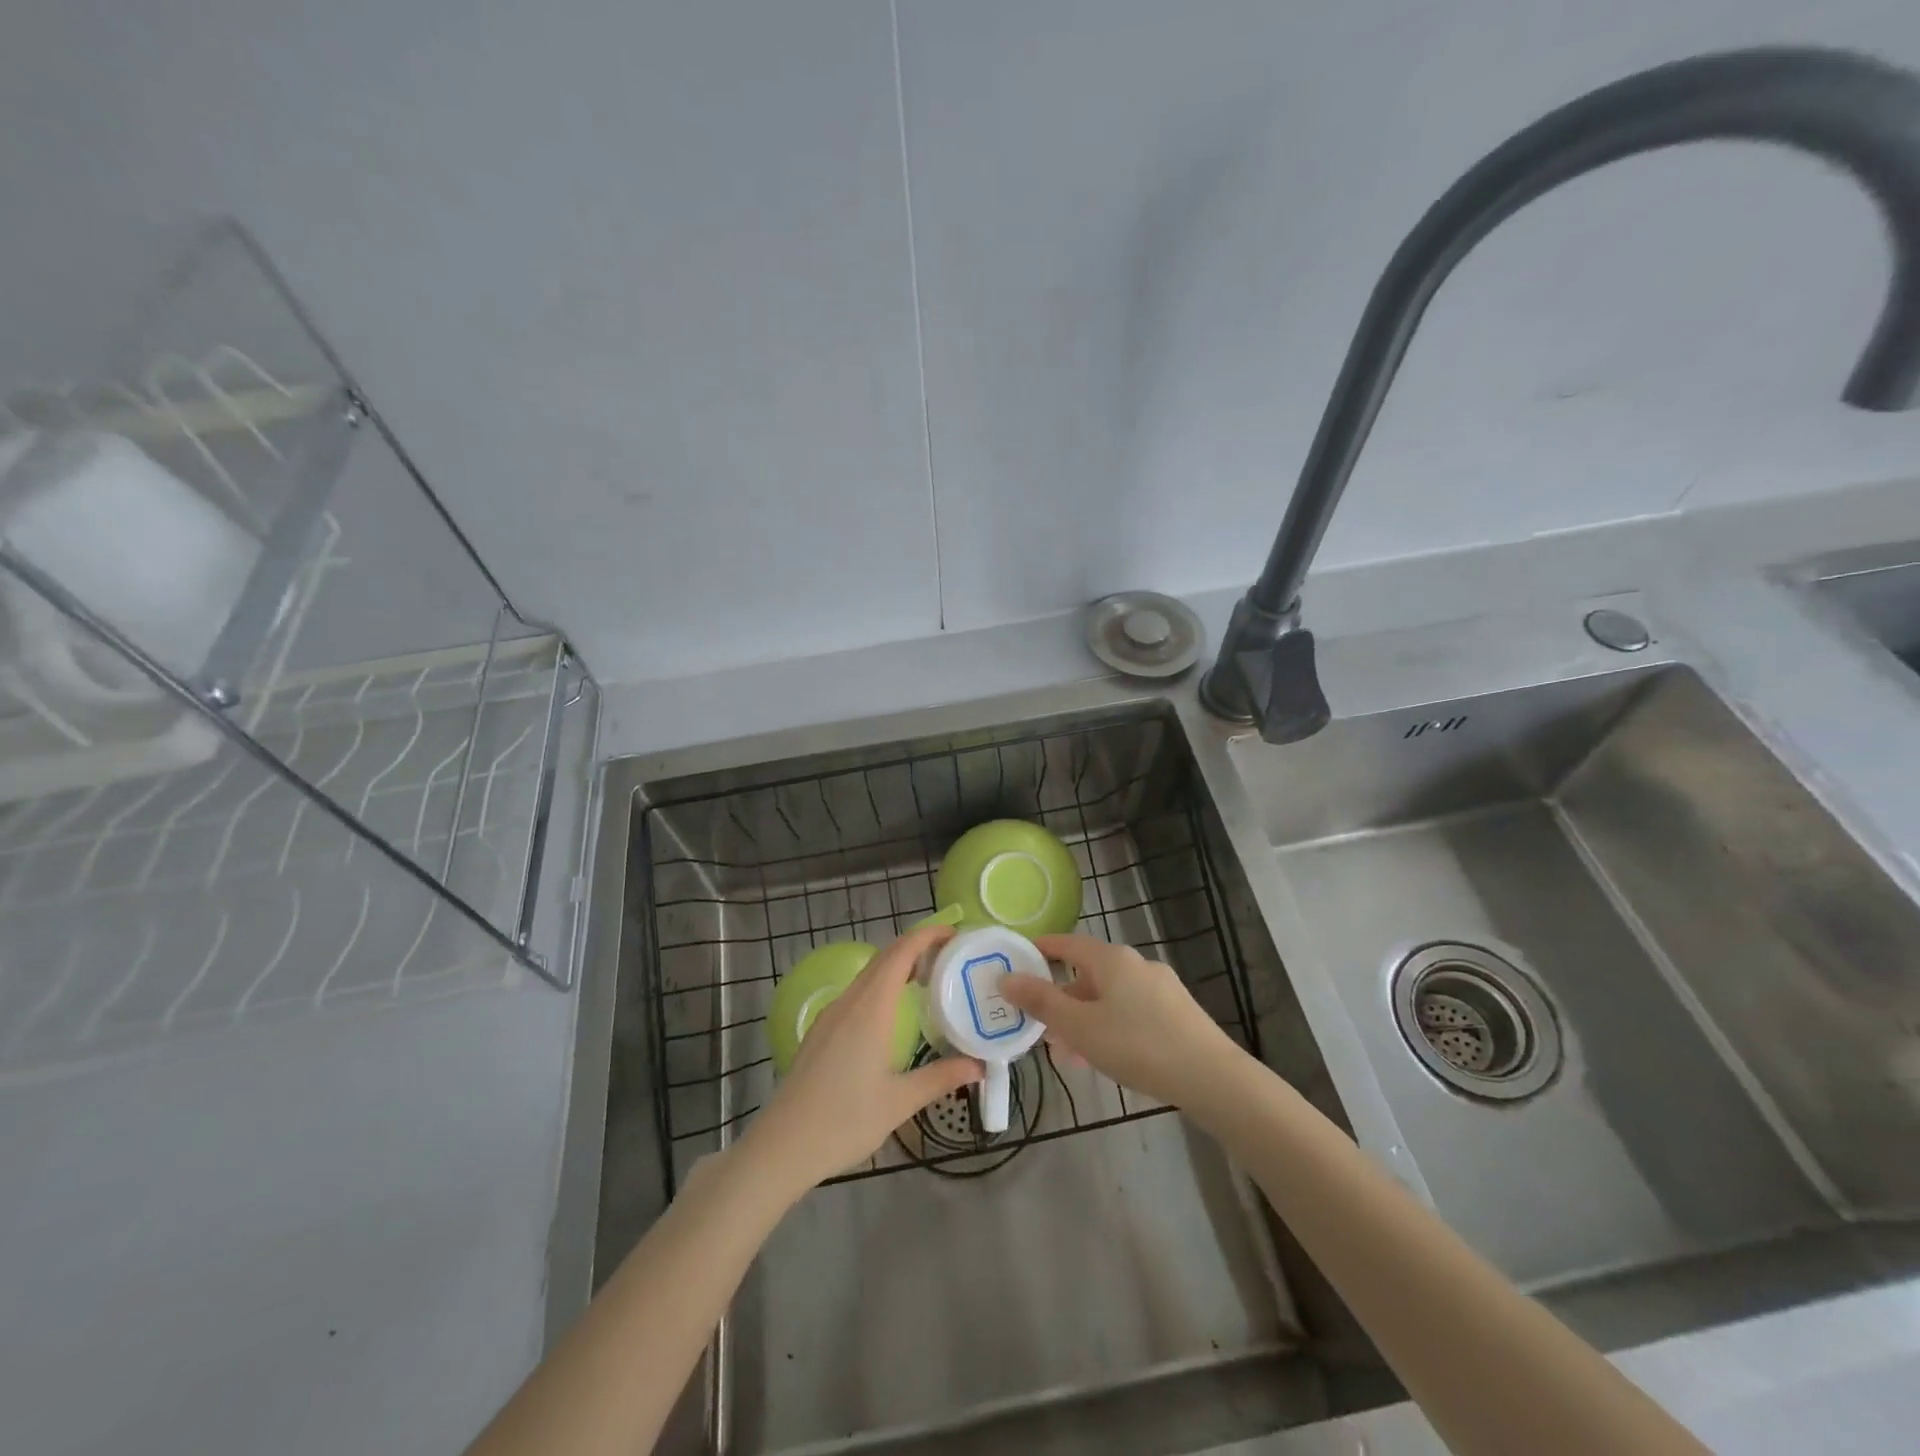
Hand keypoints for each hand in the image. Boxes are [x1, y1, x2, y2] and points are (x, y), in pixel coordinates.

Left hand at [742, 923, 982, 1196]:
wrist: (782, 1146)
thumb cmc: (844, 1122)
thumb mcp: (900, 1102)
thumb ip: (941, 1077)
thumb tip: (979, 1066)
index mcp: (870, 1009)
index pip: (901, 953)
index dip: (927, 936)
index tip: (955, 934)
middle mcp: (849, 1002)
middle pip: (885, 958)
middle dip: (917, 947)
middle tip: (951, 956)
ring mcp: (831, 1015)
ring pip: (869, 975)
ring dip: (898, 966)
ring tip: (930, 979)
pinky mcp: (821, 1030)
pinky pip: (857, 992)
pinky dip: (881, 985)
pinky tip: (894, 1011)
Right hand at [1001, 934, 1241, 1106]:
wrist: (1210, 1077)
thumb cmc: (1136, 1045)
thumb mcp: (1079, 1026)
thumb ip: (1041, 1002)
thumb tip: (1006, 978)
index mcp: (1111, 959)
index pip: (1068, 943)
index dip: (1041, 950)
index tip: (1019, 960)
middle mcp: (1137, 964)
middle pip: (1089, 973)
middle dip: (1062, 996)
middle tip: (1039, 1022)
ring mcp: (1161, 988)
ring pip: (1110, 996)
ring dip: (1084, 1017)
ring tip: (1067, 1050)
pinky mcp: (1177, 1013)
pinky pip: (1131, 1011)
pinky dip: (1109, 1026)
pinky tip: (1104, 1057)